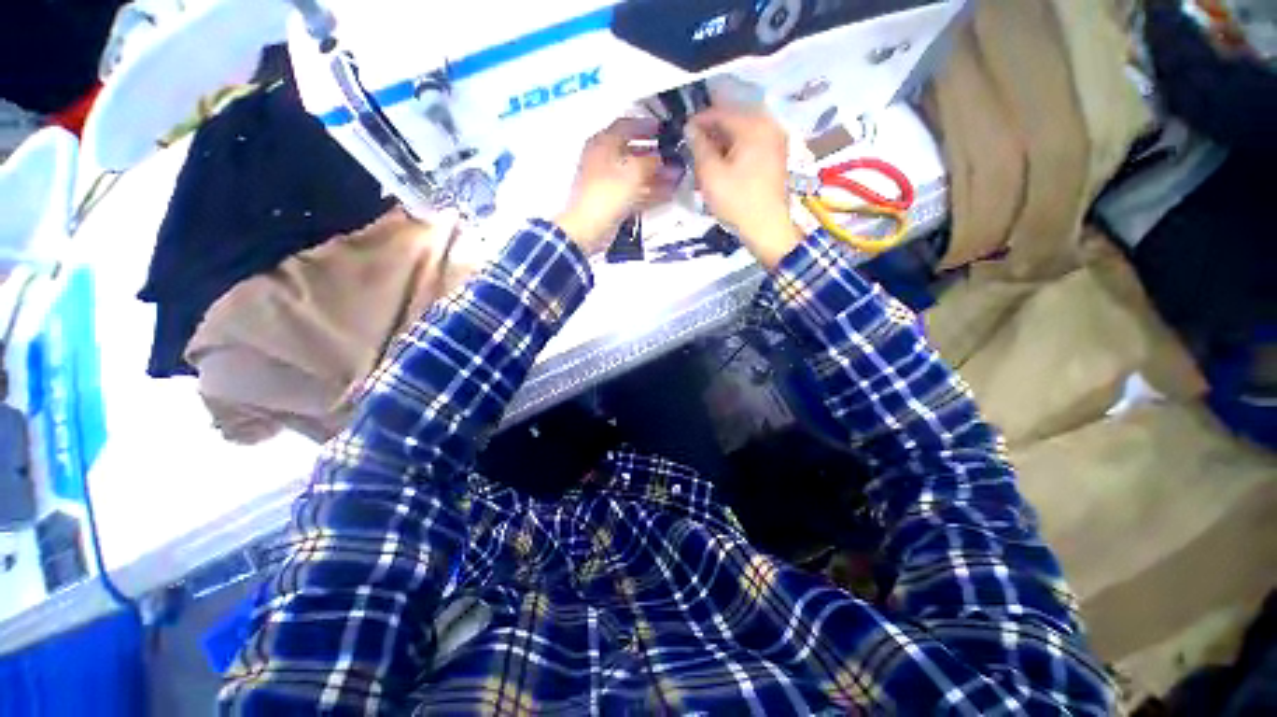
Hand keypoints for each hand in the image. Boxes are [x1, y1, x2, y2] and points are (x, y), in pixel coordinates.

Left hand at [555, 117, 671, 254]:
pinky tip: (667, 194)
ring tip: (675, 178)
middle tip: (673, 157)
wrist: (589, 227)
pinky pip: (635, 193)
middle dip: (655, 156)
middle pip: (633, 153)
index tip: (662, 129)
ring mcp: (608, 183)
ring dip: (656, 176)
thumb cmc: (607, 193)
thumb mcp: (633, 171)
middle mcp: (604, 160)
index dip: (645, 126)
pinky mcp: (613, 202)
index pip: (626, 126)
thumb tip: (662, 158)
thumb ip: (651, 161)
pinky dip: (650, 192)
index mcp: (603, 144)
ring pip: (636, 175)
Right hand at [687, 106, 802, 268]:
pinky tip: (723, 165)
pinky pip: (751, 144)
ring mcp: (776, 141)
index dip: (698, 121)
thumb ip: (699, 146)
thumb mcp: (711, 174)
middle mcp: (768, 125)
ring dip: (722, 142)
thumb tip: (690, 128)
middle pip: (733, 120)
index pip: (720, 112)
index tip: (682, 132)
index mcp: (753, 126)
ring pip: (742, 133)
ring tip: (706, 158)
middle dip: (711, 132)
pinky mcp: (776, 157)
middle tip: (693, 147)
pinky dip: (735, 150)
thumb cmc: (738, 202)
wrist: (768, 229)